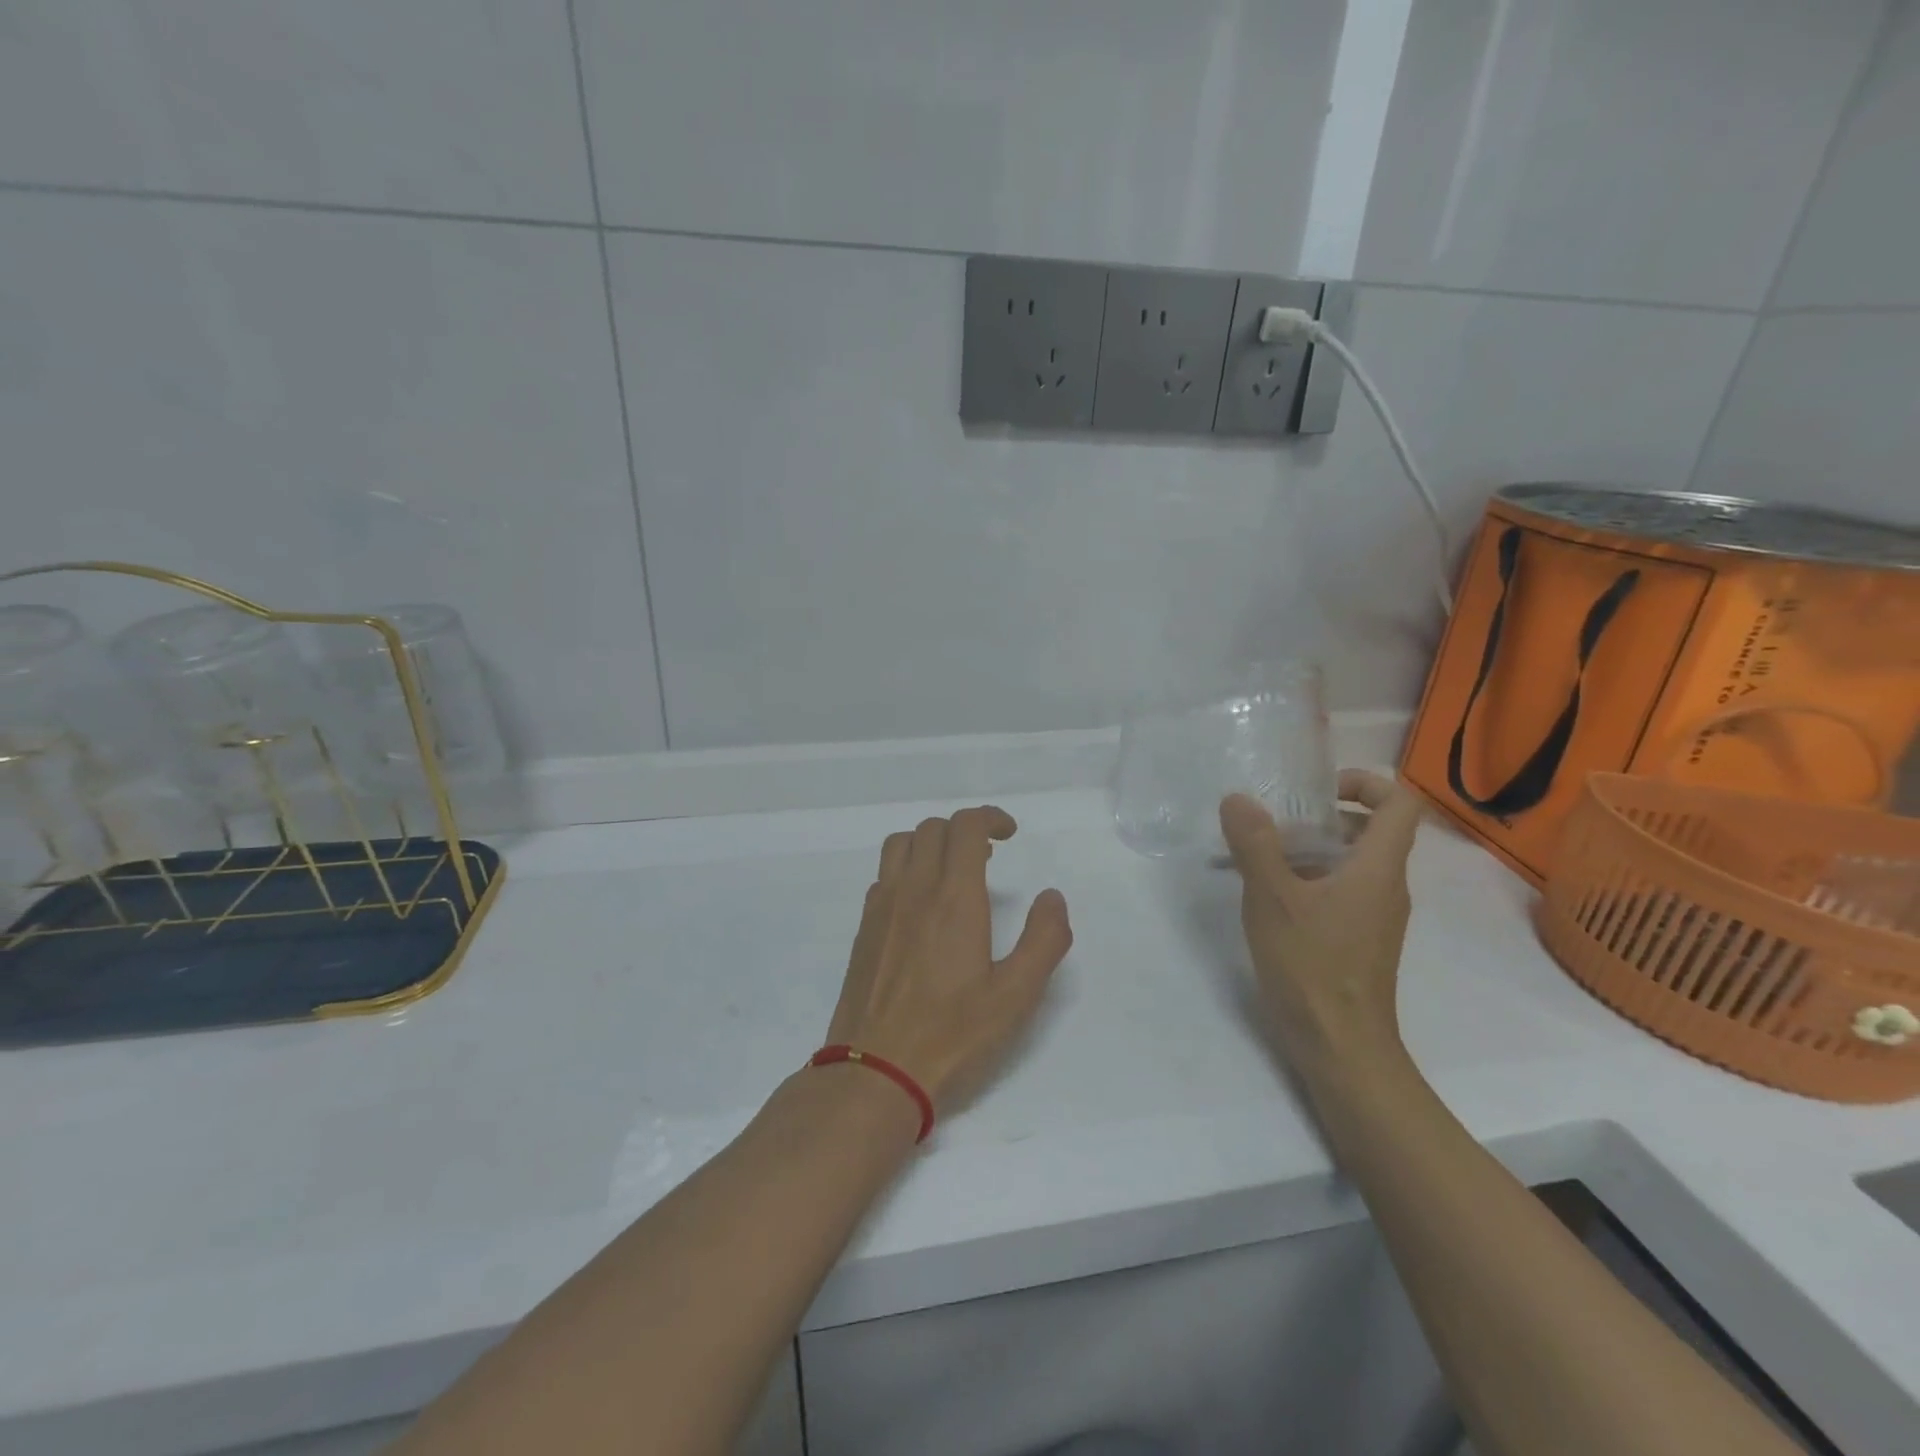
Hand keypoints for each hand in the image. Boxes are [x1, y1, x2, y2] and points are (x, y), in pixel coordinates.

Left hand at [826, 807, 1072, 1111]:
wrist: (874, 1072)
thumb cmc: (952, 1035)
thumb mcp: (1016, 995)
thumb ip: (1044, 940)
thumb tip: (1051, 897)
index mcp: (953, 897)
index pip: (965, 827)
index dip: (989, 817)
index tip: (1009, 834)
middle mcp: (913, 889)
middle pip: (932, 829)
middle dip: (964, 829)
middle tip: (988, 857)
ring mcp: (881, 907)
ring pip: (900, 844)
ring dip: (930, 842)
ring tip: (952, 871)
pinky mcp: (864, 929)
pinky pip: (884, 875)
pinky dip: (906, 868)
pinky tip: (921, 905)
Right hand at [1218, 770, 1423, 1076]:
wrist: (1341, 1046)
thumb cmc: (1312, 965)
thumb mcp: (1272, 897)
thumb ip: (1254, 844)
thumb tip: (1238, 799)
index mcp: (1378, 867)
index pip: (1400, 803)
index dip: (1365, 782)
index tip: (1319, 790)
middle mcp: (1386, 886)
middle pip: (1371, 830)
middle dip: (1322, 817)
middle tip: (1275, 825)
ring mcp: (1376, 916)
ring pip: (1351, 863)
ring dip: (1309, 850)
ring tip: (1259, 860)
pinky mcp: (1359, 939)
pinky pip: (1340, 891)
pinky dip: (1308, 881)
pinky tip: (1267, 898)